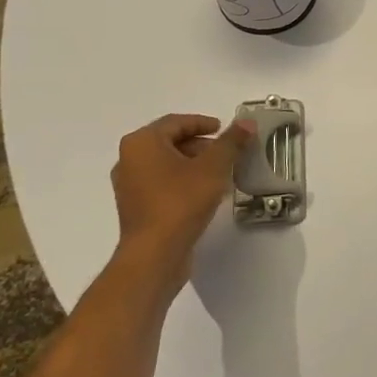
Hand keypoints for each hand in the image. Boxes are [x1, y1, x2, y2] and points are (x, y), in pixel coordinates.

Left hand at [111, 114, 253, 268]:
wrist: (155, 254)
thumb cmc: (181, 201)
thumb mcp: (214, 167)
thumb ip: (231, 142)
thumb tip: (247, 122)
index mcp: (142, 143)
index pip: (176, 122)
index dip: (203, 123)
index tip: (224, 129)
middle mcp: (129, 159)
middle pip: (169, 142)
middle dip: (200, 144)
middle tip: (226, 152)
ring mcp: (129, 185)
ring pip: (166, 164)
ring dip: (193, 164)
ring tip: (220, 173)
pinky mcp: (135, 207)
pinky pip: (161, 183)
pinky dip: (182, 181)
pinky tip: (205, 193)